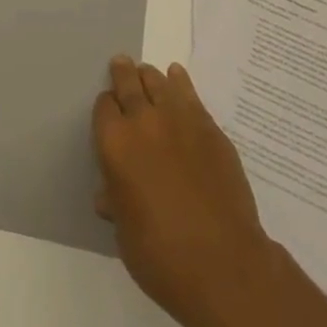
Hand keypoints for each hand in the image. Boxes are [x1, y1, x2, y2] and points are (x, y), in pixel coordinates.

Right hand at [92, 55, 275, 326]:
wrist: (223, 263)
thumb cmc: (162, 256)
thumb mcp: (125, 233)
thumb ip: (117, 202)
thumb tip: (110, 193)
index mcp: (115, 144)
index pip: (104, 108)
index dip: (106, 108)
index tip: (109, 112)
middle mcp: (143, 121)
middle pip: (129, 84)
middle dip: (123, 73)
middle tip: (121, 63)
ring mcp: (179, 120)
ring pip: (158, 82)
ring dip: (149, 76)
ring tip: (146, 72)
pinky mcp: (209, 127)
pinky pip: (189, 94)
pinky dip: (180, 82)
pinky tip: (177, 76)